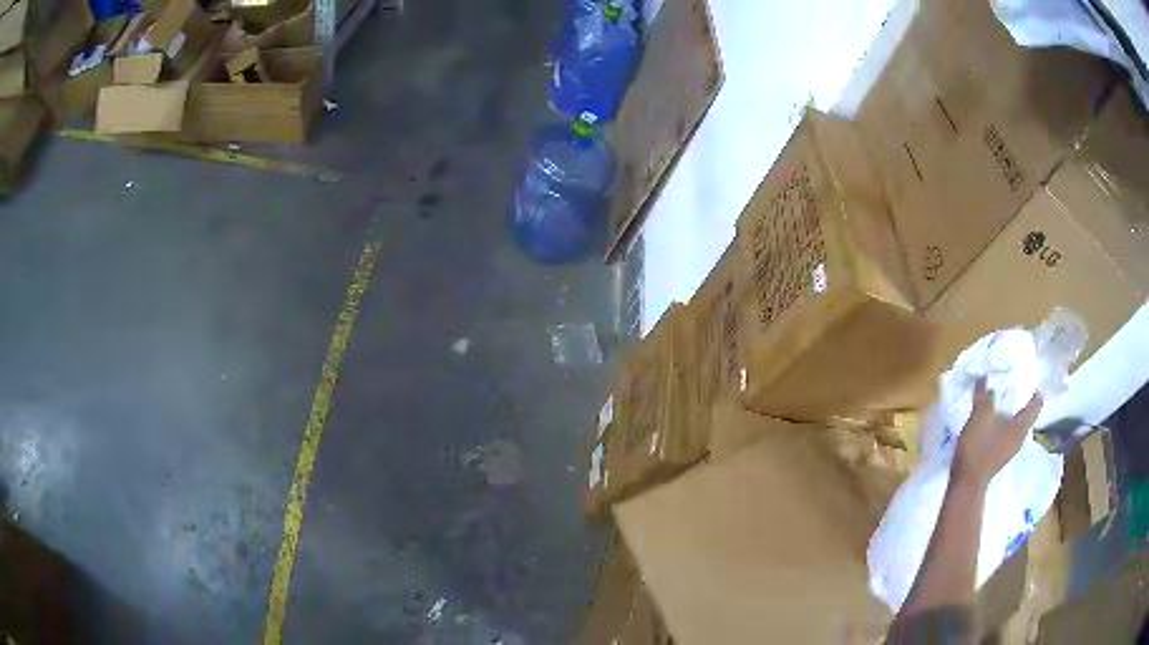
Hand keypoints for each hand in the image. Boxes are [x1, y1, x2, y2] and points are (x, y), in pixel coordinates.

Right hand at [952, 378, 1042, 487]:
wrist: (966, 484)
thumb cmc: (978, 448)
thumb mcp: (980, 416)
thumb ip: (985, 395)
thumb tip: (986, 378)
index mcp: (1021, 426)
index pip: (1036, 402)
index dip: (1033, 387)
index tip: (1027, 375)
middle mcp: (1020, 437)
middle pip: (1025, 412)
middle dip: (1019, 397)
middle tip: (1010, 381)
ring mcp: (1010, 448)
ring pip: (1015, 423)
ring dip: (1008, 411)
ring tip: (998, 398)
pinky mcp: (1000, 455)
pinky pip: (1005, 432)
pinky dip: (1001, 422)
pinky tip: (990, 420)